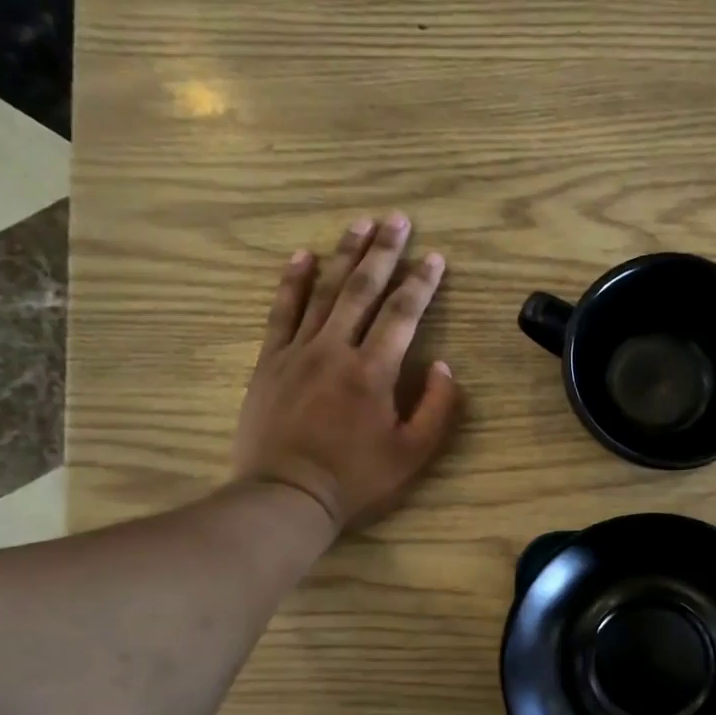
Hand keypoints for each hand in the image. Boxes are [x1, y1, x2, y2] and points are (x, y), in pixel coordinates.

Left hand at [232, 213, 463, 530]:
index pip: (403, 314)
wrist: (286, 495)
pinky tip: (302, 256)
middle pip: (363, 290)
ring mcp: (298, 352)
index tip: (435, 256)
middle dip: (384, 252)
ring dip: (344, 255)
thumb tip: (445, 367)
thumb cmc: (356, 479)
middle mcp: (336, 349)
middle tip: (397, 219)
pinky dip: (292, 282)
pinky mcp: (270, 362)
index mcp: (374, 371)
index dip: (422, 282)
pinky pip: (282, 312)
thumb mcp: (413, 454)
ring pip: (324, 292)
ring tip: (360, 224)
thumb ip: (436, 409)